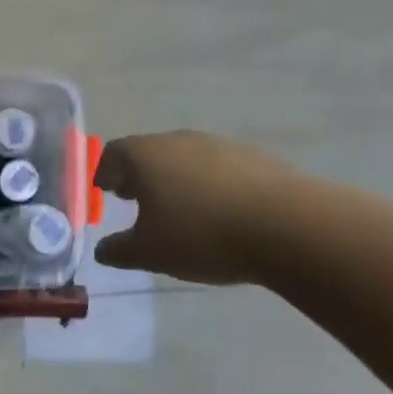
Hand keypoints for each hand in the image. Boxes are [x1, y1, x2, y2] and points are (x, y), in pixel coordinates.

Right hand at [93, 131, 293, 284]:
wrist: (288, 227)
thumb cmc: (201, 235)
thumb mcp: (149, 253)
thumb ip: (119, 250)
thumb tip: (104, 250)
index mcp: (145, 155)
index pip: (113, 154)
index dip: (105, 173)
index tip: (107, 192)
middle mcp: (179, 140)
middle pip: (150, 152)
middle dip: (140, 175)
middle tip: (137, 200)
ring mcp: (221, 146)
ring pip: (186, 159)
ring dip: (177, 179)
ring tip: (181, 210)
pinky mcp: (256, 159)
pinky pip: (219, 169)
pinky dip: (210, 186)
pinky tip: (220, 214)